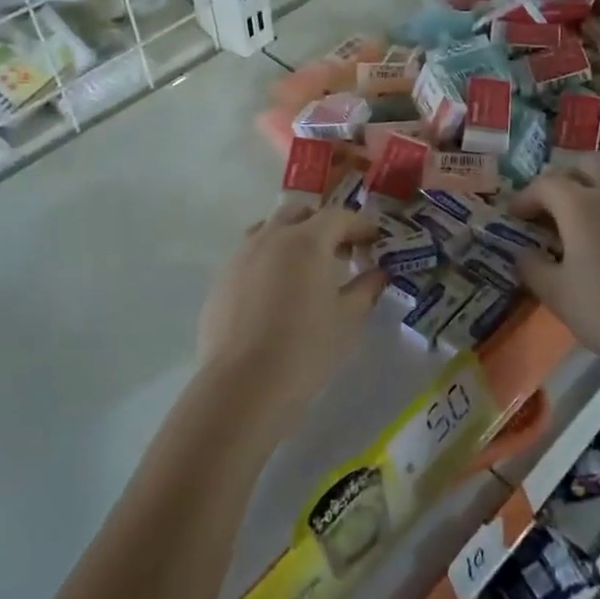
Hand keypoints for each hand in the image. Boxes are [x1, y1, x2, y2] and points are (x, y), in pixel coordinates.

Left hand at [197, 198, 384, 433]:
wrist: (243, 385)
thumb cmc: (305, 349)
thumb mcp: (347, 320)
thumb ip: (366, 289)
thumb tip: (379, 273)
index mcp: (305, 241)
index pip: (338, 216)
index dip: (360, 225)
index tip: (375, 241)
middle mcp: (270, 237)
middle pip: (299, 213)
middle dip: (323, 224)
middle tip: (340, 251)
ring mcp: (240, 256)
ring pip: (268, 229)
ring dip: (291, 237)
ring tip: (305, 267)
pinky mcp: (221, 279)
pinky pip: (248, 255)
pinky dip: (268, 260)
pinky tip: (275, 292)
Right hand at [509, 170, 599, 409]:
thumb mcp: (556, 296)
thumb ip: (531, 266)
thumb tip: (524, 252)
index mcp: (581, 205)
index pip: (545, 184)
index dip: (525, 198)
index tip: (514, 217)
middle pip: (585, 164)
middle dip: (562, 179)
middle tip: (549, 208)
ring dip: (594, 181)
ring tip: (584, 210)